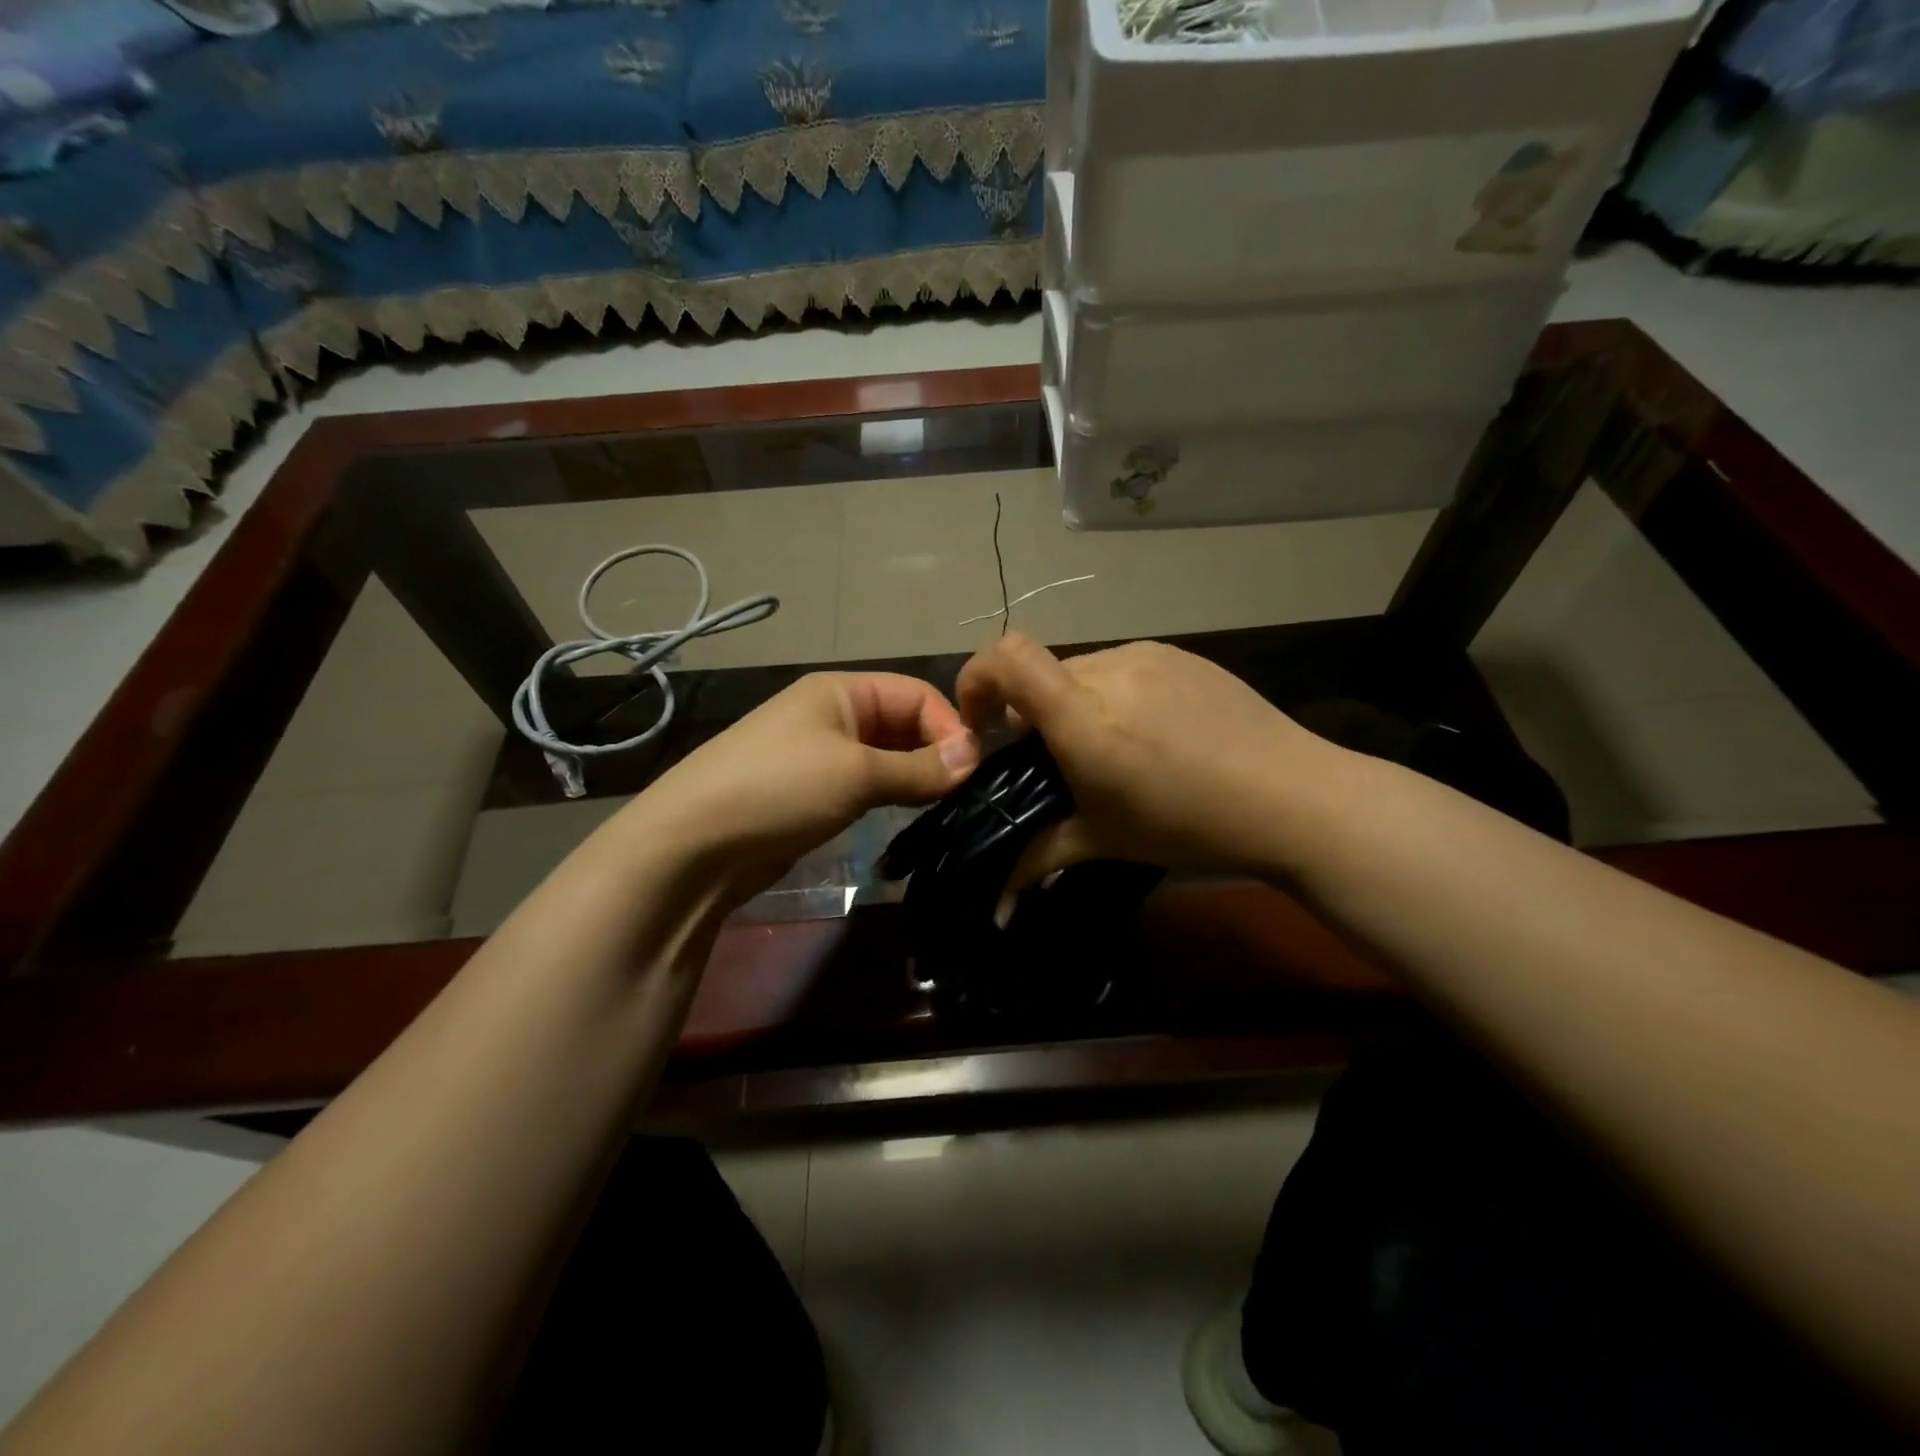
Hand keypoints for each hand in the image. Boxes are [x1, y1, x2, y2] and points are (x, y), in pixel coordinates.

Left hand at [636, 672, 979, 905]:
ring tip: (945, 807)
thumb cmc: (779, 789)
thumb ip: (919, 767)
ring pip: (887, 757)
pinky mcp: (814, 793)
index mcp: (841, 691)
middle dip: (935, 752)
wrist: (693, 845)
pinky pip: (866, 785)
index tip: (974, 770)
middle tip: (964, 793)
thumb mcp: (856, 773)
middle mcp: (833, 715)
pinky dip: (891, 795)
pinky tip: (910, 817)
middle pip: (903, 723)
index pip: (915, 694)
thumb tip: (975, 756)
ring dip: (916, 776)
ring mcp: (821, 755)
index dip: (949, 726)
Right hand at [955, 633, 1335, 884]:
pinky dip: (1115, 695)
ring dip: (1077, 706)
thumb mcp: (1105, 841)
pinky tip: (1153, 735)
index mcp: (1084, 717)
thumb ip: (1038, 859)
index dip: (976, 679)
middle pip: (1043, 675)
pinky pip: (1125, 667)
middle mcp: (1110, 671)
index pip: (1007, 659)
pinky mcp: (1182, 655)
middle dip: (1033, 713)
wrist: (1296, 798)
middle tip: (1059, 763)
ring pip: (1084, 671)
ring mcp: (1150, 656)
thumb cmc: (1190, 825)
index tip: (982, 724)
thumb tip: (995, 908)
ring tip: (1113, 751)